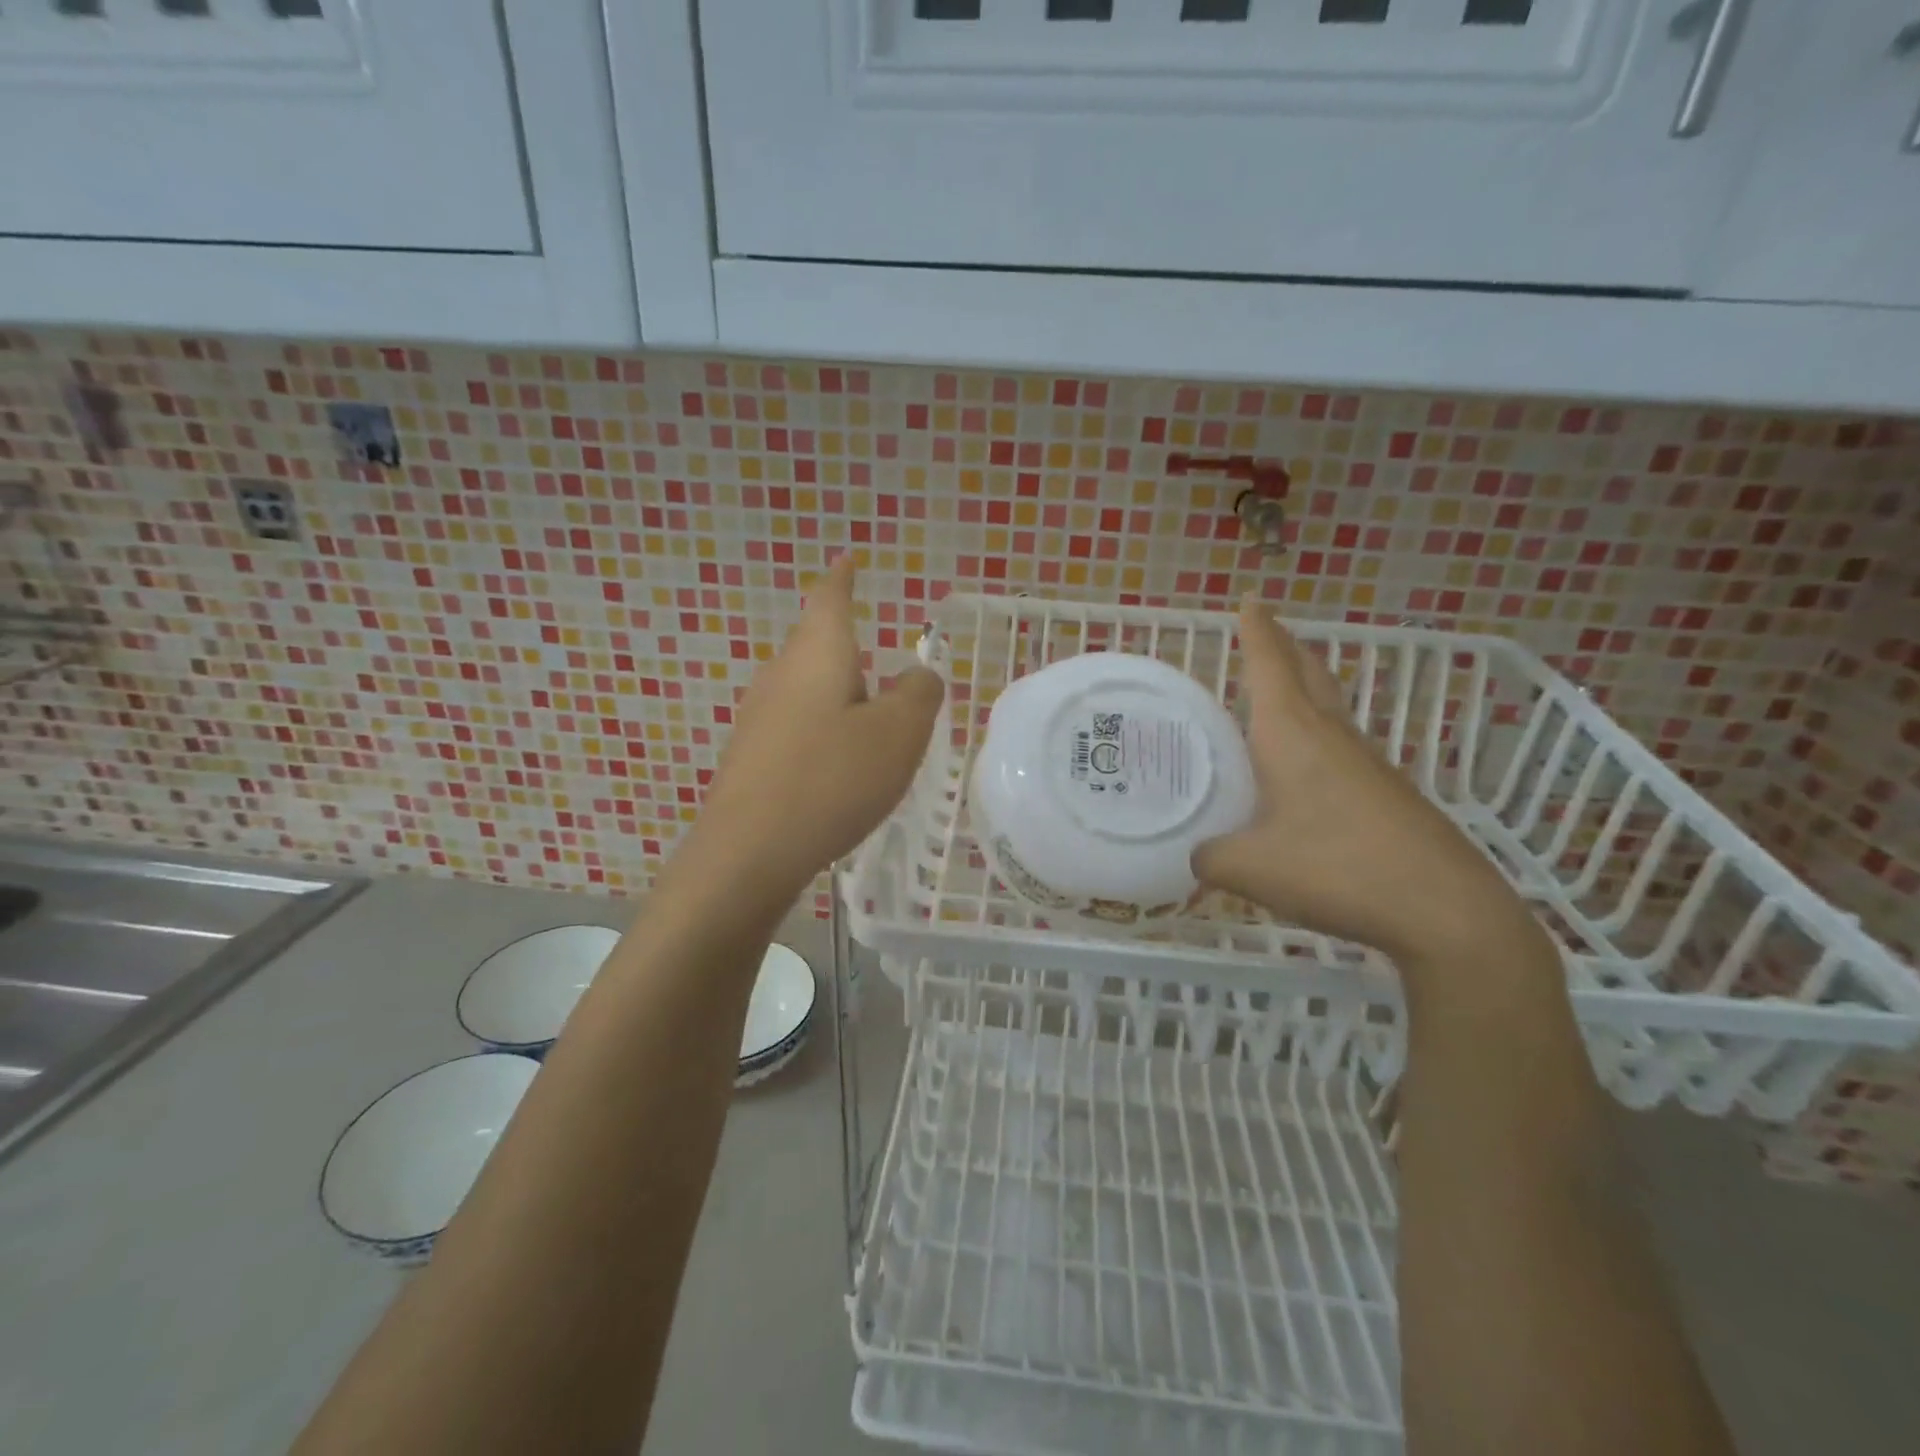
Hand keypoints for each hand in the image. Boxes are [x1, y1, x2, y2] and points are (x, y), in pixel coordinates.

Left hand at [678, 555, 943, 907]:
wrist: (749, 852)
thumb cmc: (831, 779)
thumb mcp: (898, 734)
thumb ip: (919, 694)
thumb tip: (918, 675)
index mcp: (818, 655)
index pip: (830, 599)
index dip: (842, 578)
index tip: (847, 559)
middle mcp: (781, 675)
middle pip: (816, 644)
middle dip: (848, 645)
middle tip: (881, 660)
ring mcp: (760, 718)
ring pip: (807, 689)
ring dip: (840, 695)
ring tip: (871, 720)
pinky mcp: (753, 758)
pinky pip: (798, 727)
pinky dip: (825, 732)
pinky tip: (840, 765)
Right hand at [1193, 601, 1549, 980]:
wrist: (1444, 910)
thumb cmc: (1335, 869)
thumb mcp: (1248, 868)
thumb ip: (1209, 856)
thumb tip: (1199, 856)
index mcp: (1292, 734)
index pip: (1271, 664)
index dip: (1257, 630)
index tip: (1251, 599)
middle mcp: (1331, 736)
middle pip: (1308, 673)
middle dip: (1285, 647)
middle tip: (1264, 632)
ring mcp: (1367, 764)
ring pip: (1330, 709)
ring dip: (1304, 690)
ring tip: (1275, 698)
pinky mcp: (1388, 794)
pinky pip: (1342, 747)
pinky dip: (1317, 737)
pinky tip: (1302, 771)